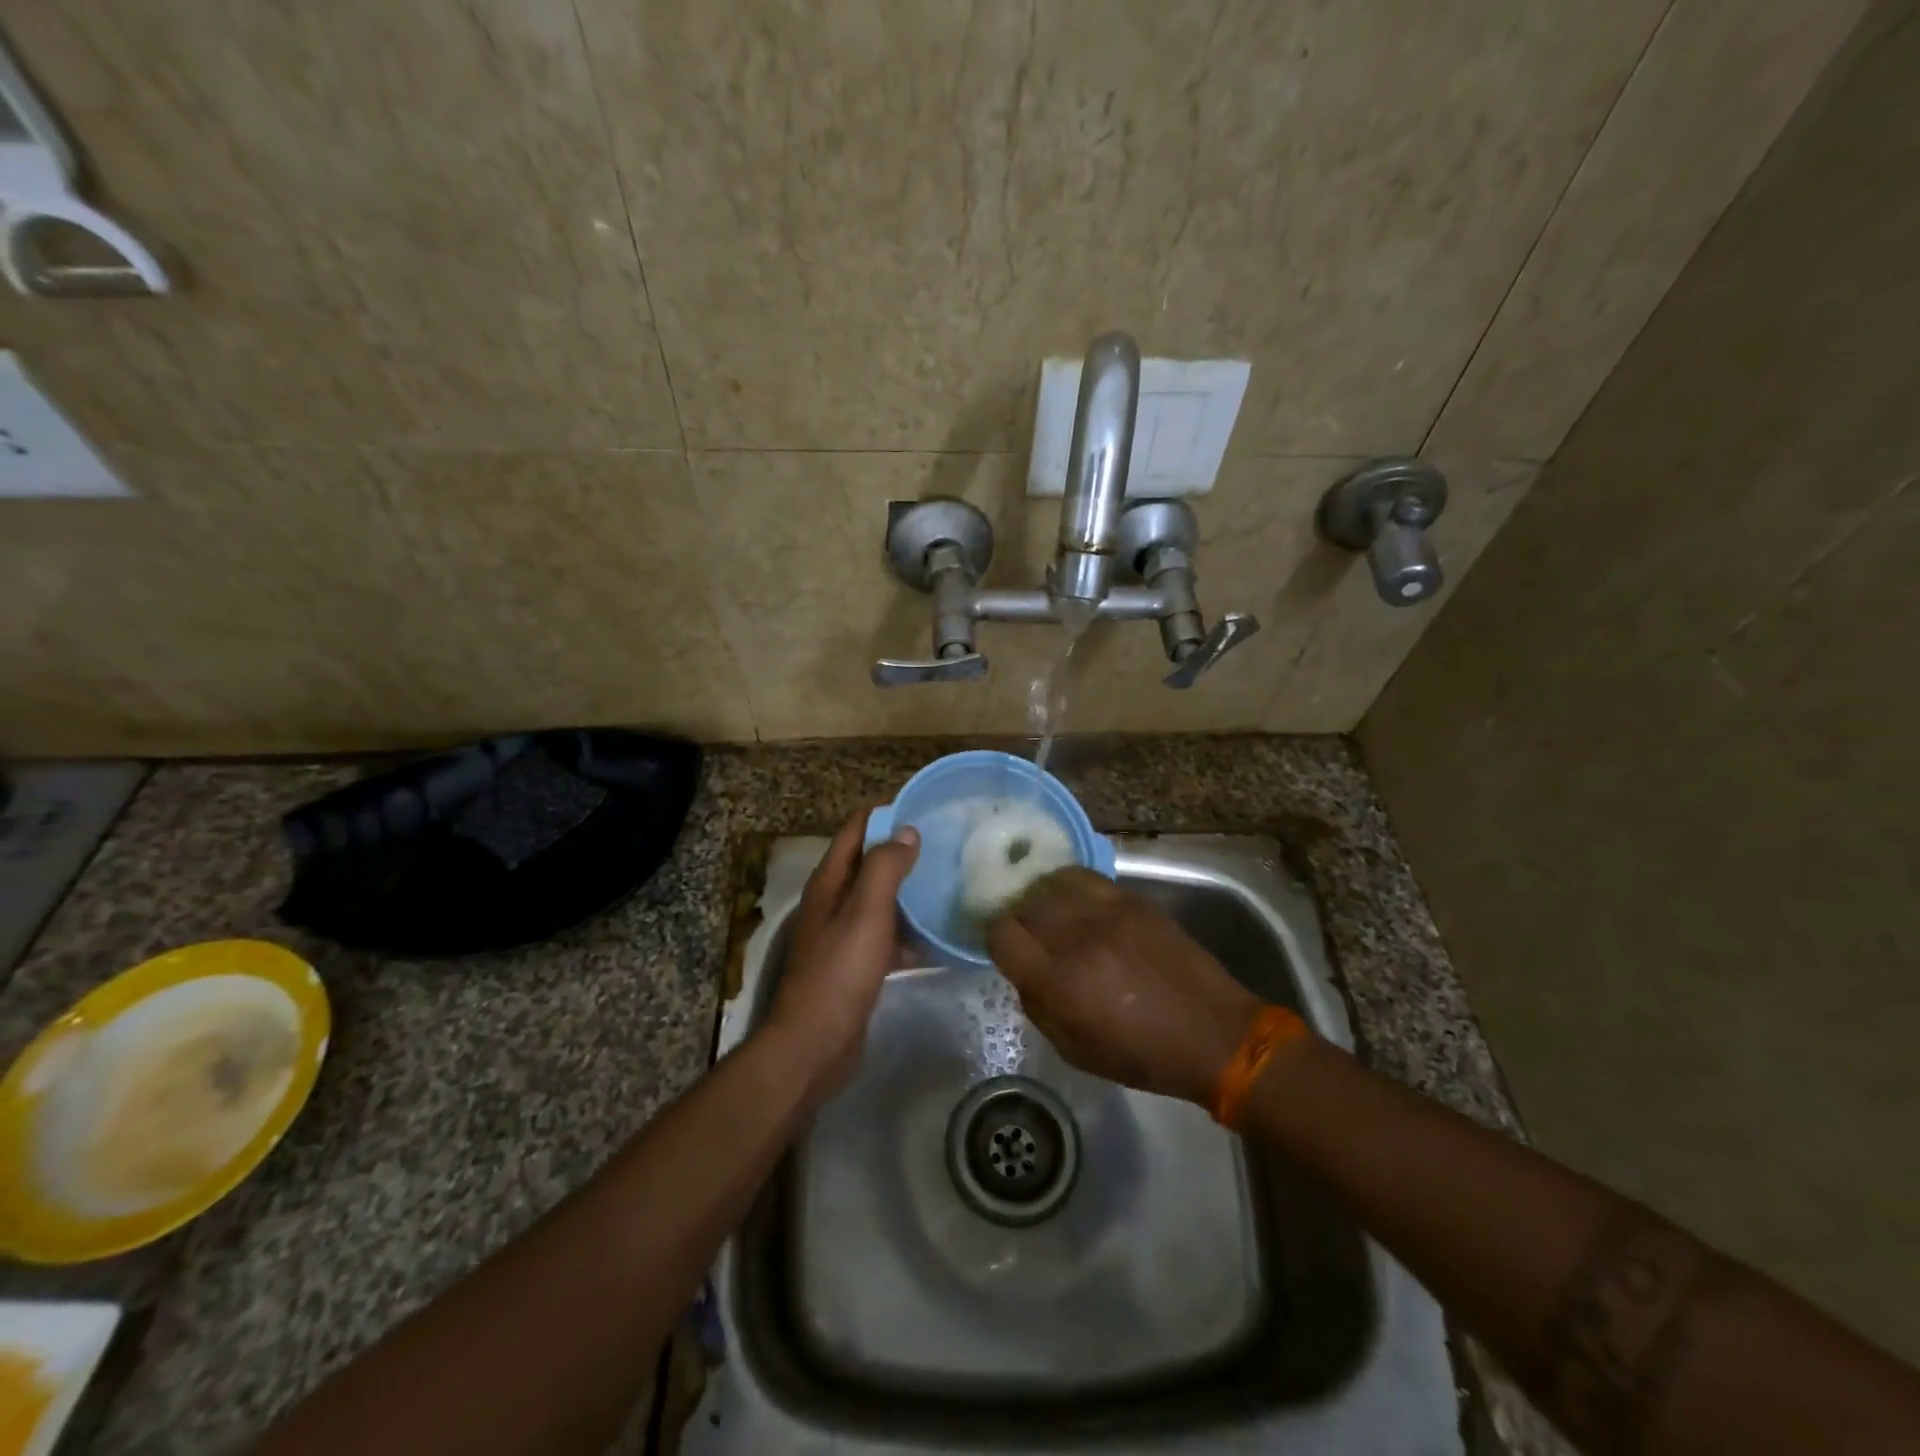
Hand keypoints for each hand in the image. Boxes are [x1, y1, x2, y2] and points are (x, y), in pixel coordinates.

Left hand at [763, 806, 919, 1100]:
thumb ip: (884, 868)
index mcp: (829, 883)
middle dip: (902, 851)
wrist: (815, 1045)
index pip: (855, 830)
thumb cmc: (840, 971)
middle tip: (946, 844)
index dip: (884, 813)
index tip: (923, 806)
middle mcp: (833, 903)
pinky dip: (910, 933)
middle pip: (869, 864)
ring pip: (881, 901)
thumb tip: (906, 831)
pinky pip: (888, 937)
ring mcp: (844, 936)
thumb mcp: (865, 912)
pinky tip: (939, 936)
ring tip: (949, 882)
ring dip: (909, 891)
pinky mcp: (857, 966)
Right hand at [986, 868, 1264, 1104]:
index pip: (1001, 934)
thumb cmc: (1142, 1055)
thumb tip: (1023, 971)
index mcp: (1059, 982)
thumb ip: (1038, 1006)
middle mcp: (1077, 938)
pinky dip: (1068, 885)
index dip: (995, 939)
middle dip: (1017, 918)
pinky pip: (1084, 877)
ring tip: (1048, 912)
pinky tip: (1073, 900)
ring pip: (1051, 883)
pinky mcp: (1132, 900)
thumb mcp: (1075, 1051)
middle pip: (1024, 904)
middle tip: (1027, 933)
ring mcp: (1107, 912)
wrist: (1214, 1033)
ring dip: (1041, 898)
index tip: (1005, 948)